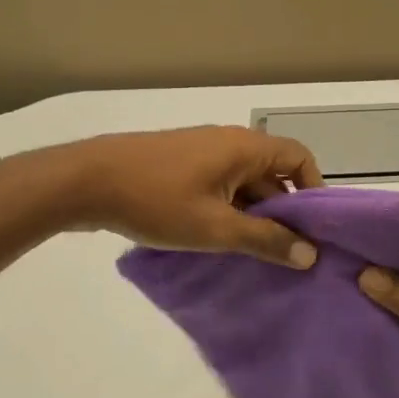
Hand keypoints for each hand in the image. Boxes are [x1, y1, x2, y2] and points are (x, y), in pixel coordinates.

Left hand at [28, 126, 323, 267]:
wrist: (84, 182)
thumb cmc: (157, 200)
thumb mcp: (216, 228)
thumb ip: (265, 240)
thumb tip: (310, 255)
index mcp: (246, 147)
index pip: (300, 158)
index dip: (314, 190)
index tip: (314, 229)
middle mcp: (229, 142)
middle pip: (273, 173)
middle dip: (283, 211)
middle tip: (289, 252)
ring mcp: (202, 152)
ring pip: (244, 183)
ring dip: (254, 214)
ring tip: (257, 254)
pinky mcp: (180, 166)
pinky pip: (220, 186)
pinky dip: (229, 210)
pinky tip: (220, 242)